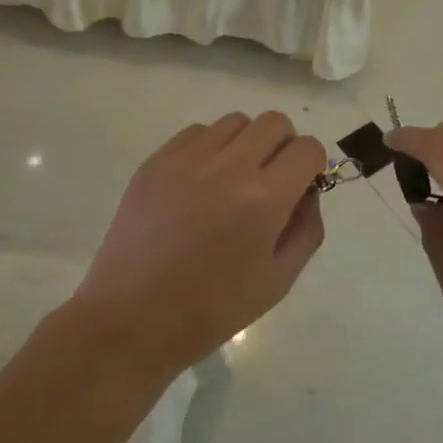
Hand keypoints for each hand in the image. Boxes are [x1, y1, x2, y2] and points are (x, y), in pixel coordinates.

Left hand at [73, 112, 327, 376]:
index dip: (311, 166)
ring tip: (231, 182)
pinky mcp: (155, 161)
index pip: (307, 149)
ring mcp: (186, 160)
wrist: (131, 320)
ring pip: (235, 122)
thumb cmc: (211, 310)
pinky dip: (210, 149)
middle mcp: (227, 167)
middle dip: (283, 147)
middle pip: (274, 122)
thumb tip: (307, 190)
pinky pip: (197, 133)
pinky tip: (199, 186)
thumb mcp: (278, 280)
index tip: (299, 188)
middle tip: (270, 182)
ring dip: (245, 144)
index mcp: (263, 199)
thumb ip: (306, 228)